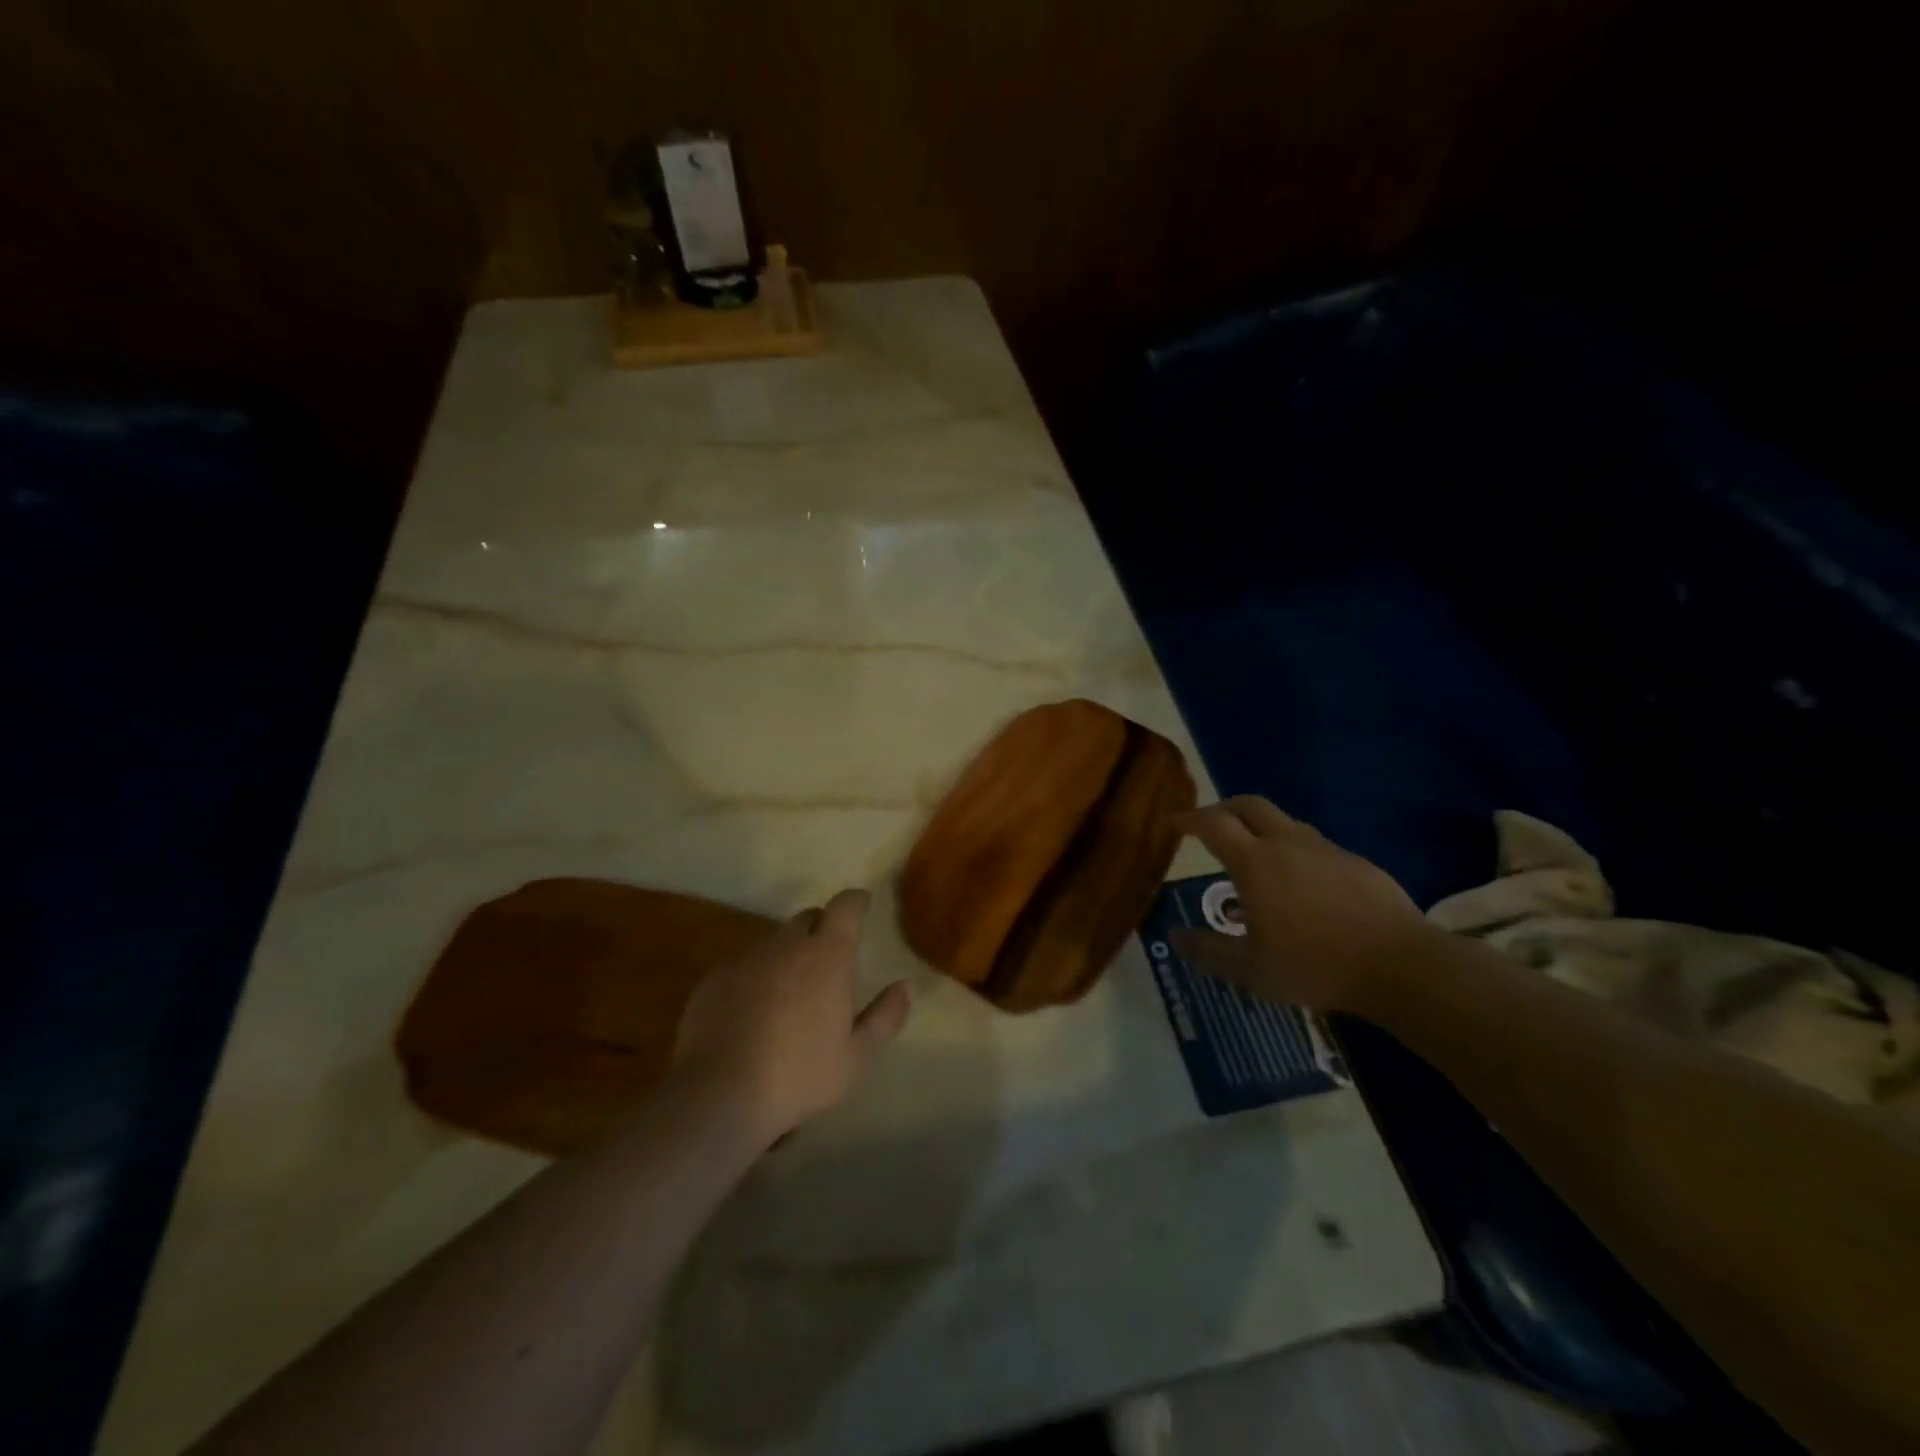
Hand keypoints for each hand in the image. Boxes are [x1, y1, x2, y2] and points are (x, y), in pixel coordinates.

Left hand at [671, 888, 911, 1146]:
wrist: (718, 1095)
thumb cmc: (799, 1075)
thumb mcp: (856, 1057)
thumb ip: (884, 1017)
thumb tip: (903, 987)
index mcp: (826, 956)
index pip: (845, 907)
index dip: (856, 902)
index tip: (863, 905)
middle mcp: (786, 946)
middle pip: (807, 918)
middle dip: (821, 928)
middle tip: (830, 958)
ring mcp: (746, 960)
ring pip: (774, 943)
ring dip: (788, 955)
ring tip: (791, 992)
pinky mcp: (714, 980)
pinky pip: (743, 966)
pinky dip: (756, 978)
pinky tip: (754, 1013)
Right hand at [1170, 797, 1425, 1012]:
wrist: (1401, 965)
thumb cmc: (1314, 965)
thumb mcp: (1250, 969)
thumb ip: (1208, 951)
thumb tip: (1175, 936)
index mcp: (1254, 862)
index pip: (1212, 824)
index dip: (1188, 818)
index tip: (1172, 823)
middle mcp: (1287, 843)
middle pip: (1249, 805)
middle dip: (1223, 809)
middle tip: (1209, 826)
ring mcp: (1326, 850)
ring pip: (1284, 822)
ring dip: (1261, 829)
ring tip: (1254, 860)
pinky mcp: (1358, 863)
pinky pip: (1315, 846)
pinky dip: (1294, 852)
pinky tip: (1301, 886)